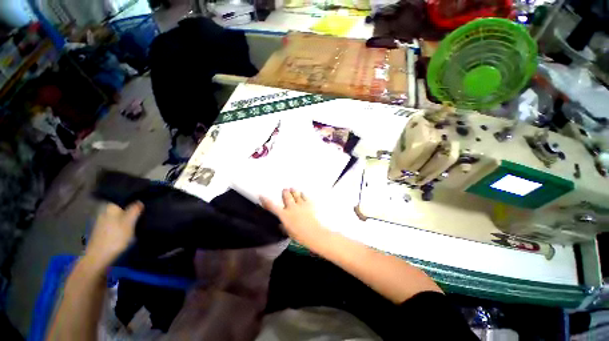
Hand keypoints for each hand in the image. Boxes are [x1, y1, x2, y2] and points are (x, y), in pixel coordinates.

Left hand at [84, 202, 142, 269]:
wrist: (99, 256)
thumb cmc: (116, 237)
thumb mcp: (129, 222)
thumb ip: (135, 210)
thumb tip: (139, 201)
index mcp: (111, 207)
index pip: (122, 197)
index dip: (133, 197)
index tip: (143, 198)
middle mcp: (105, 211)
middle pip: (120, 206)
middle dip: (129, 206)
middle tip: (143, 208)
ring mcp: (102, 221)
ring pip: (117, 214)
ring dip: (126, 215)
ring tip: (137, 217)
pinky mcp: (102, 230)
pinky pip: (115, 221)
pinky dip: (121, 222)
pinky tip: (127, 226)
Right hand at [260, 189, 328, 248]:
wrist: (313, 233)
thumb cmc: (299, 235)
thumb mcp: (288, 231)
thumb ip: (283, 226)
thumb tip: (281, 224)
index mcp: (284, 215)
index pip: (272, 206)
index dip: (266, 201)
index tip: (261, 195)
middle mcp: (291, 207)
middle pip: (286, 196)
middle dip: (285, 192)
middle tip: (285, 190)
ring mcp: (300, 204)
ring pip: (295, 194)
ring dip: (293, 191)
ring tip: (293, 189)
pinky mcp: (309, 203)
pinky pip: (305, 196)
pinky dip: (303, 194)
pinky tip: (302, 193)